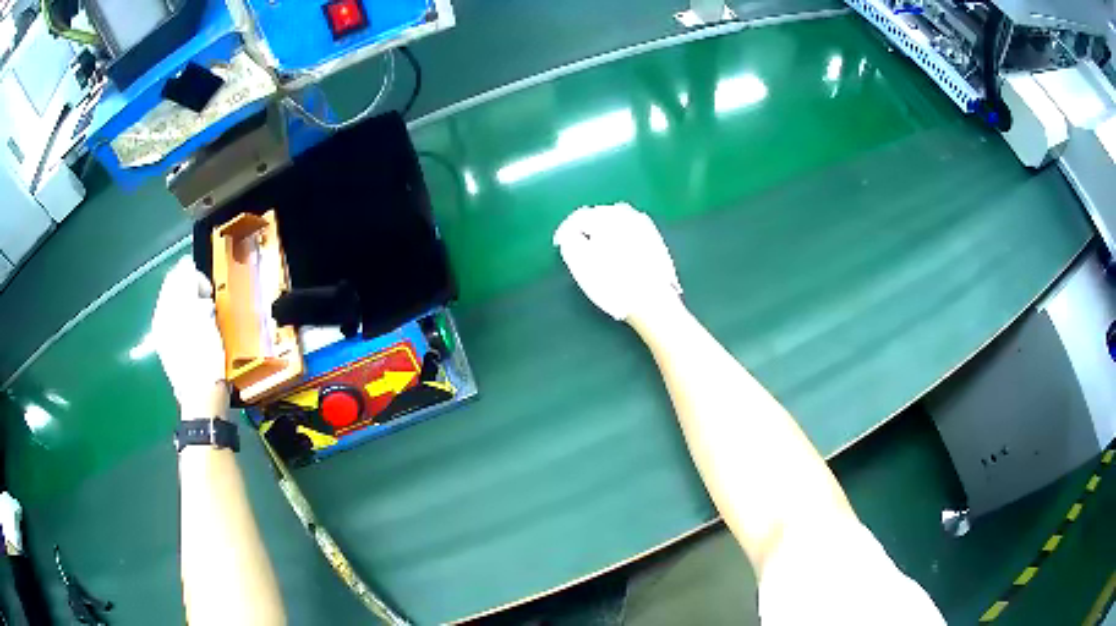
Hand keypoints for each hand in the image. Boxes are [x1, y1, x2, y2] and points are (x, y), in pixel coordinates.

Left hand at [152, 257, 228, 418]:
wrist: (201, 397)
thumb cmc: (203, 356)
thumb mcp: (198, 312)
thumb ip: (188, 284)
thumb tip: (185, 264)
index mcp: (164, 309)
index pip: (176, 275)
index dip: (195, 276)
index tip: (210, 291)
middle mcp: (160, 320)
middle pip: (175, 291)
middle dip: (193, 290)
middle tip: (209, 303)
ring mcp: (164, 336)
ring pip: (179, 306)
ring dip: (194, 306)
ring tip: (207, 319)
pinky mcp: (172, 350)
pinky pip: (180, 322)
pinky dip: (191, 321)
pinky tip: (201, 333)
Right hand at [553, 203, 682, 321]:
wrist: (653, 301)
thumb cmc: (612, 282)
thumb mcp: (580, 263)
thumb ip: (569, 240)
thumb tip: (571, 233)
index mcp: (607, 216)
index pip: (578, 217)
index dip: (565, 231)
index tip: (560, 246)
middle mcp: (628, 214)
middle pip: (599, 216)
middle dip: (586, 229)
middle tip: (578, 248)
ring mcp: (645, 226)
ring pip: (617, 223)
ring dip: (605, 232)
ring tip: (599, 251)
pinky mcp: (656, 240)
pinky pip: (631, 232)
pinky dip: (621, 238)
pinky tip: (620, 254)